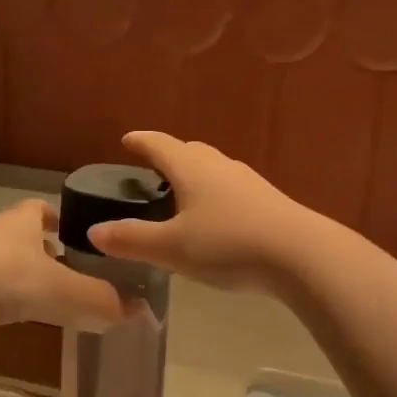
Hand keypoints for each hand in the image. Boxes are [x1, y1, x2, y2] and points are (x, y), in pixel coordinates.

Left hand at [0, 200, 127, 346]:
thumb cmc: (5, 278)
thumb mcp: (62, 290)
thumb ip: (99, 300)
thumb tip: (138, 311)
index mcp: (20, 222)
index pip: (39, 208)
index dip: (57, 217)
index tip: (73, 231)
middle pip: (20, 236)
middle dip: (41, 251)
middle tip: (66, 271)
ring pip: (0, 263)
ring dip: (19, 277)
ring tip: (43, 299)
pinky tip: (8, 317)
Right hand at [87, 132, 313, 293]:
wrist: (302, 257)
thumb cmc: (228, 245)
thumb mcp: (172, 248)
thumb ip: (132, 240)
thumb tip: (94, 232)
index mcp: (192, 169)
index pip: (160, 145)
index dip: (141, 142)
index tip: (127, 140)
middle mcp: (220, 167)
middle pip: (191, 151)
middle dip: (170, 155)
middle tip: (154, 167)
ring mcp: (249, 182)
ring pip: (215, 169)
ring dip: (196, 174)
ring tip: (184, 192)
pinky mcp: (270, 202)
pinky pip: (233, 188)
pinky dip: (217, 193)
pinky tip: (219, 216)